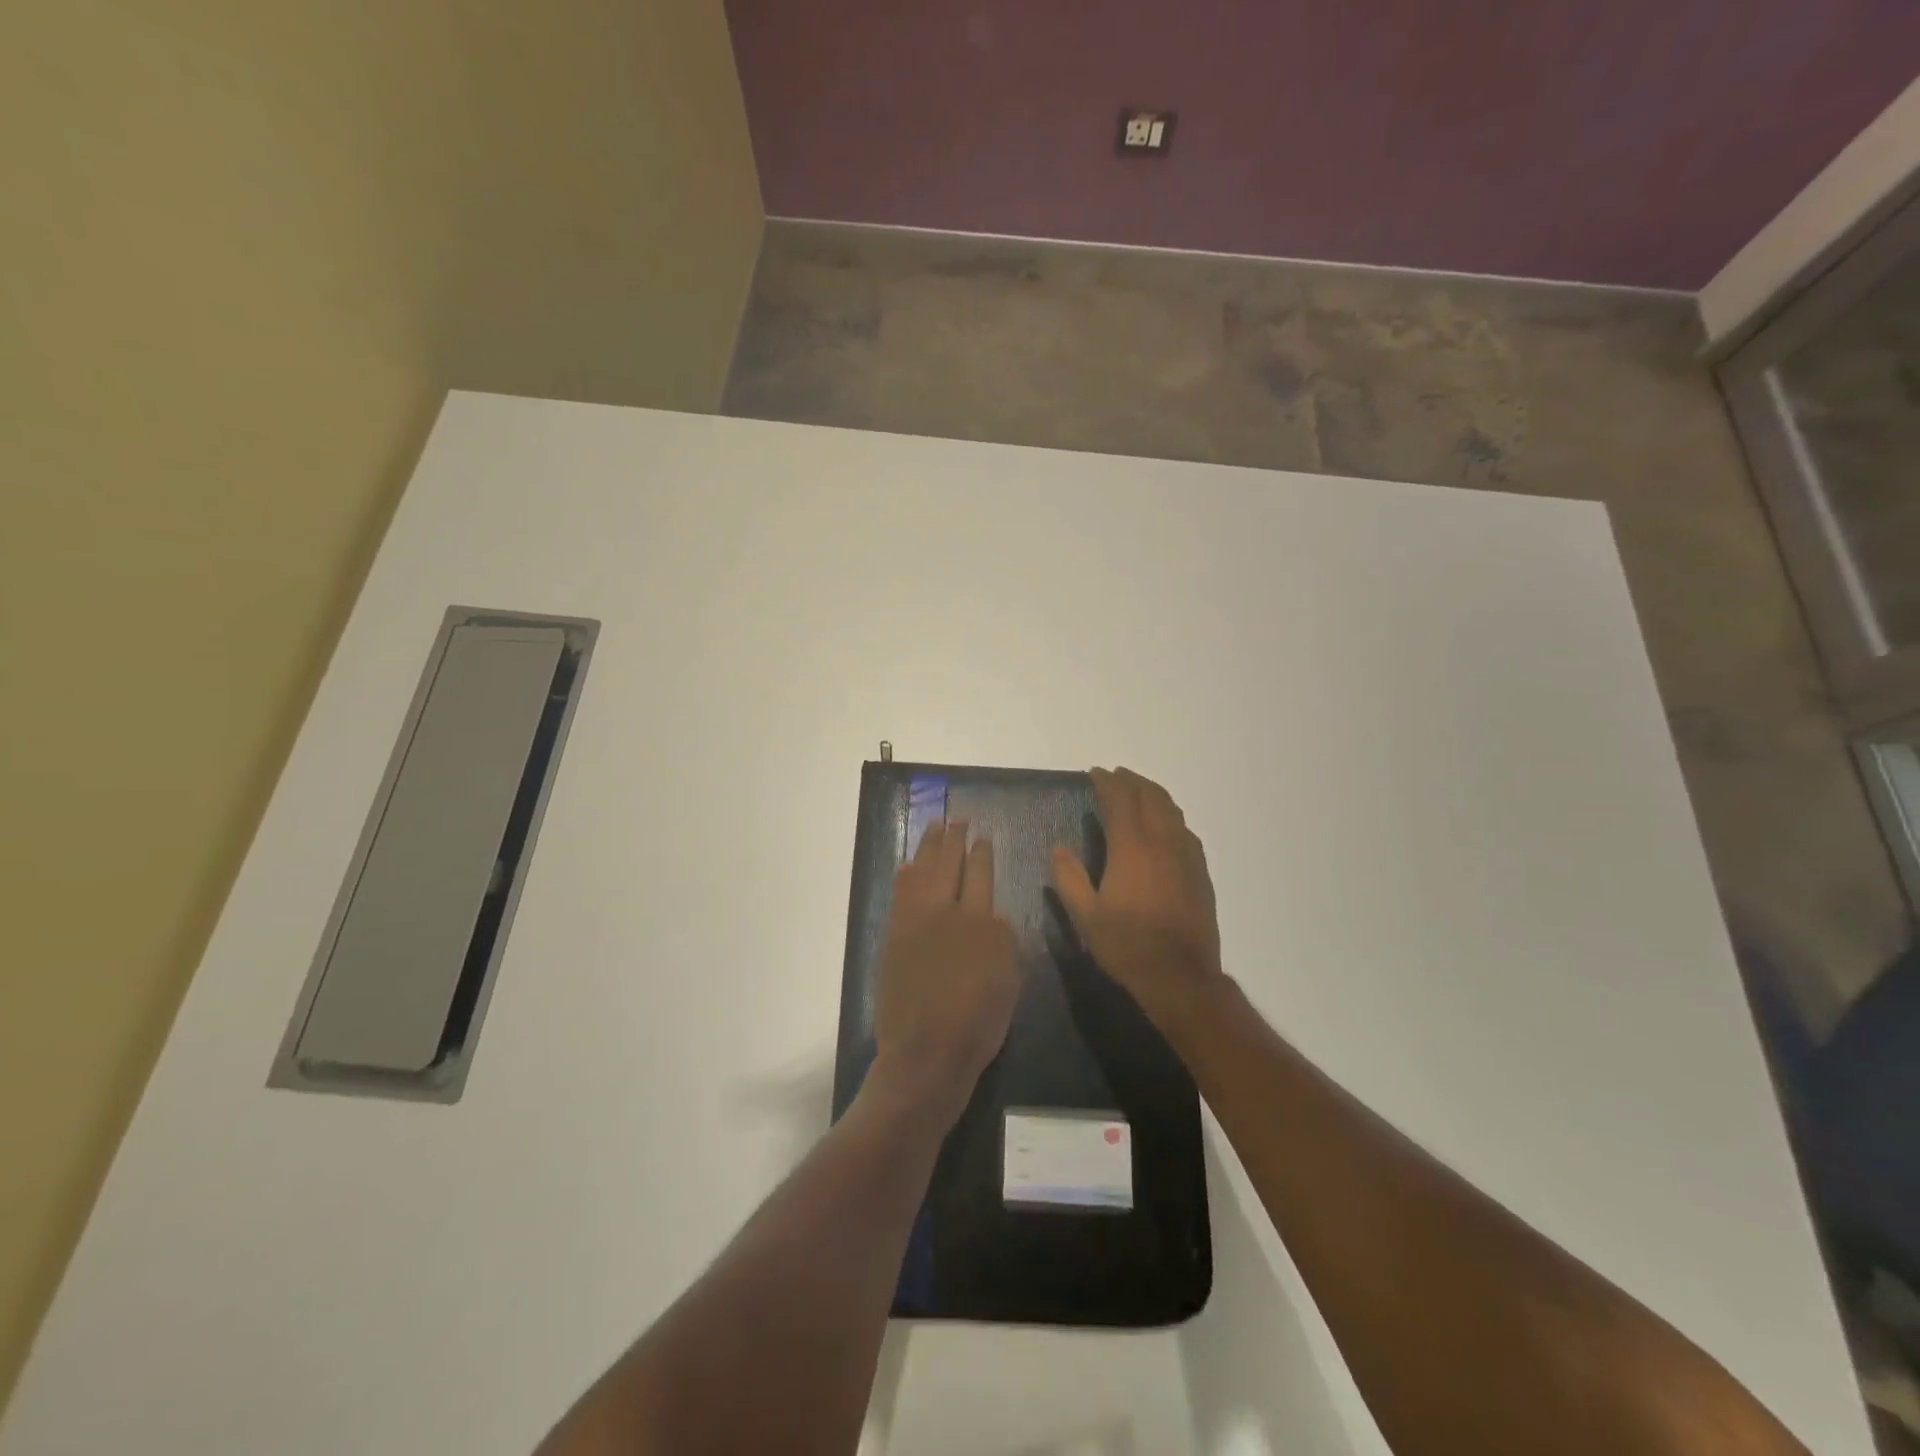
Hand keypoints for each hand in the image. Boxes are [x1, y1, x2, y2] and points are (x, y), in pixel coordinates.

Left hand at [871, 820, 1019, 1124]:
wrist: (926, 1051)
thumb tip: (994, 916)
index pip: (982, 874)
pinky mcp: (895, 934)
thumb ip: (1004, 941)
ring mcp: (916, 921)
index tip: (982, 836)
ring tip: (934, 827)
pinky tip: (908, 863)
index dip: (982, 853)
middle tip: (957, 819)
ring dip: (928, 846)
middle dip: (954, 838)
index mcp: (982, 923)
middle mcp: (947, 912)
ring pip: (921, 870)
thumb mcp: (1010, 982)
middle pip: (949, 863)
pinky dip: (906, 873)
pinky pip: (900, 892)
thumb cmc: (978, 1024)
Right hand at [1051, 768, 1223, 1032]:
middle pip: (1150, 796)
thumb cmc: (1127, 945)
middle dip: (1132, 781)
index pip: (1120, 800)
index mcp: (1132, 847)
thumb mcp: (1086, 916)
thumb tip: (1058, 849)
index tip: (1095, 773)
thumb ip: (1069, 878)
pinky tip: (1165, 827)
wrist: (1180, 976)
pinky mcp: (1201, 872)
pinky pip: (1185, 831)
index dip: (1107, 782)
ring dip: (1153, 794)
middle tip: (1115, 776)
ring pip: (1172, 810)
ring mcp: (1186, 856)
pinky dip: (1171, 817)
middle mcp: (1162, 842)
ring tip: (1138, 792)